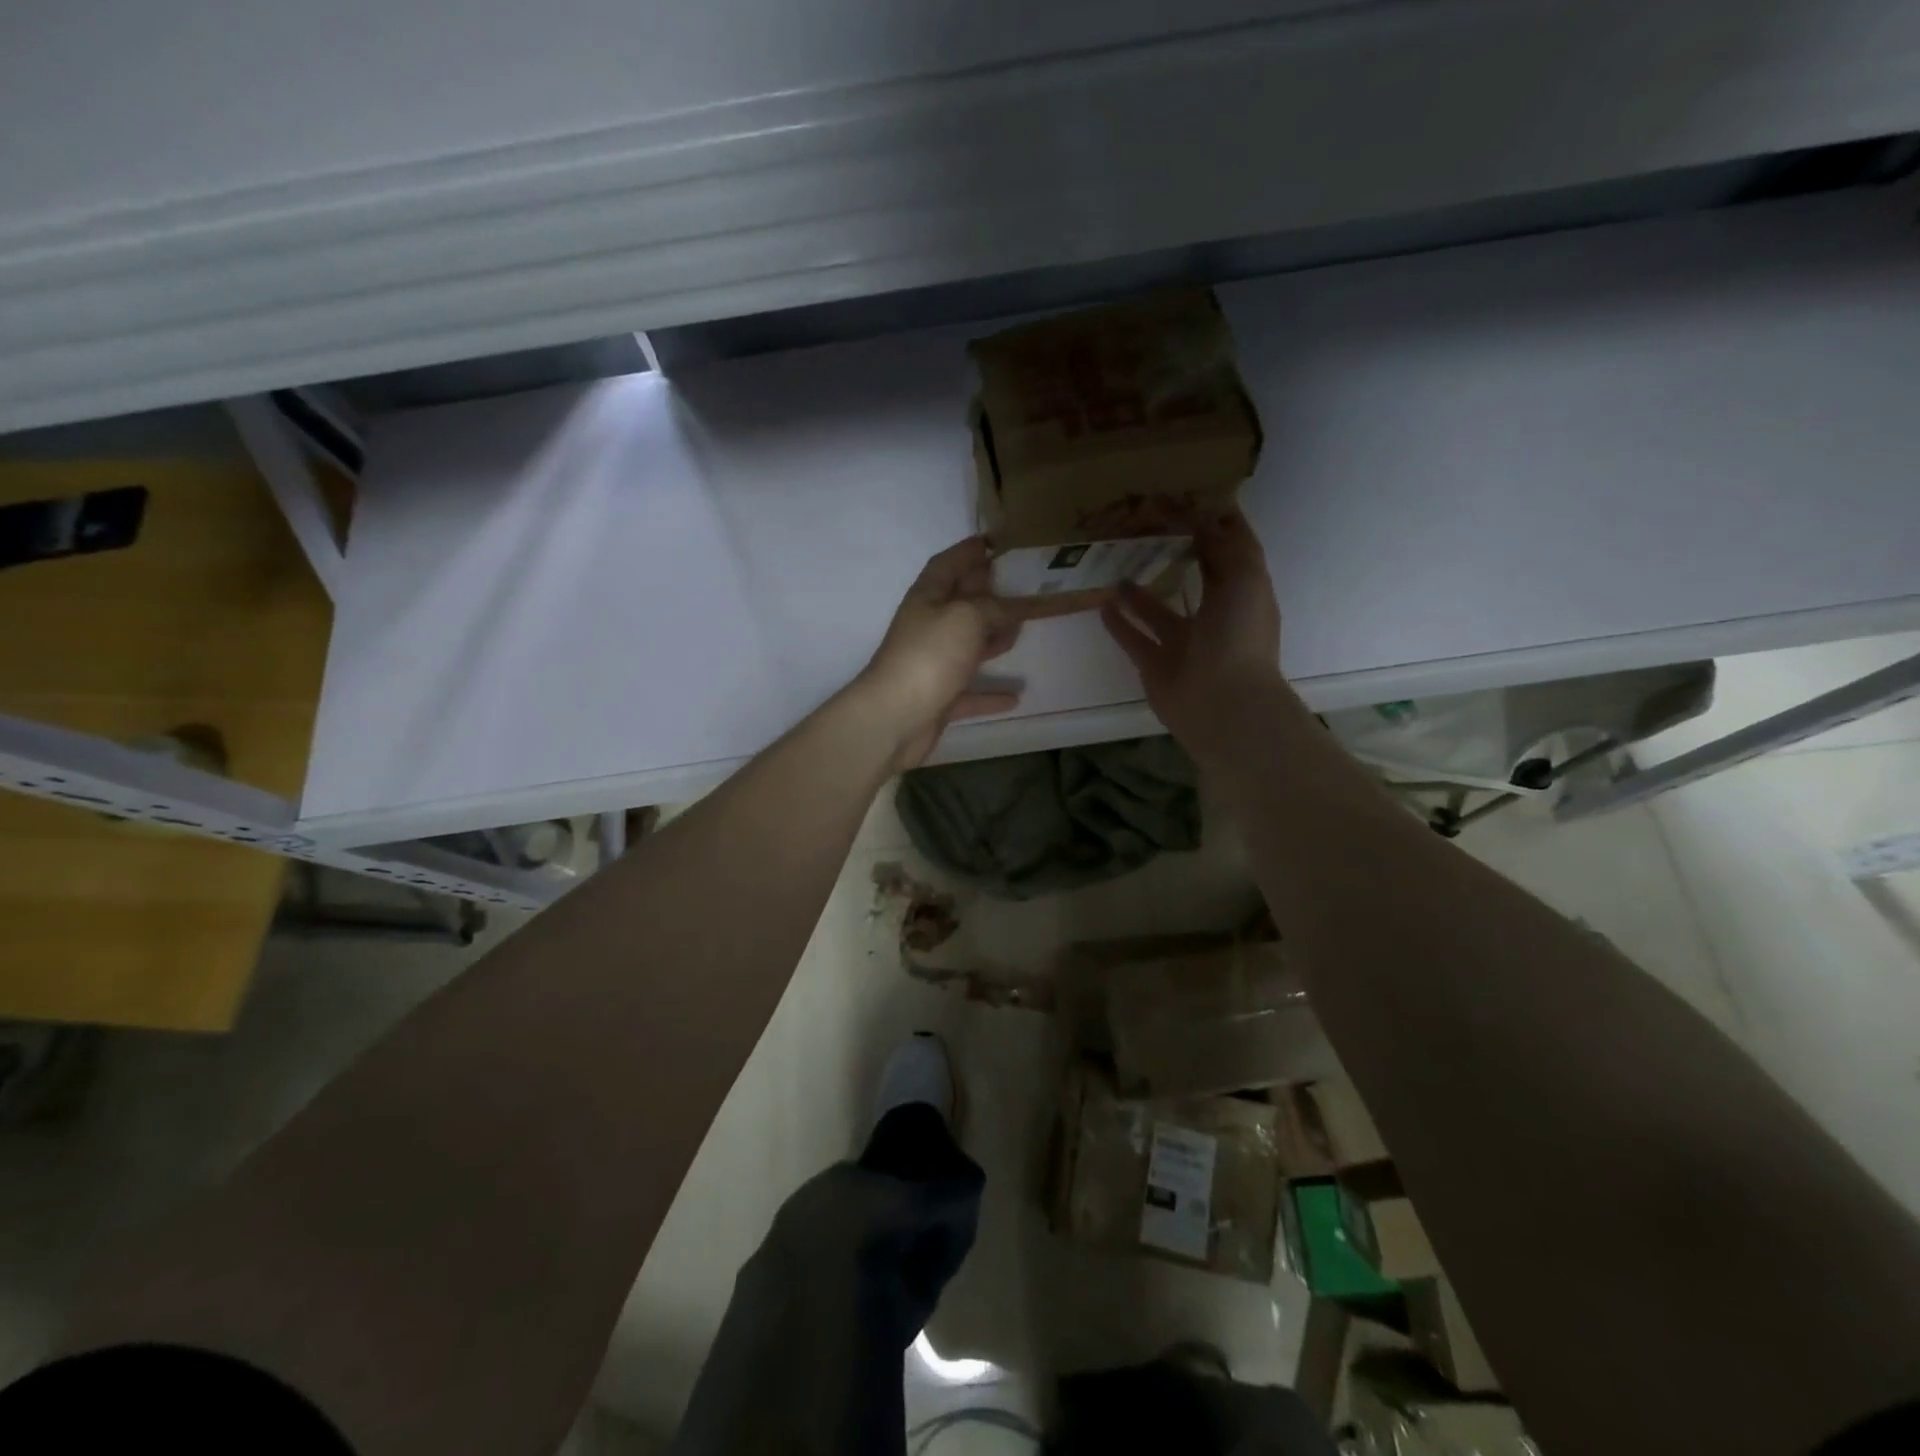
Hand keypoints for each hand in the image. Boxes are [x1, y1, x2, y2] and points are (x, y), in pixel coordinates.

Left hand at [858, 537, 1024, 770]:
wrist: (895, 717)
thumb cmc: (929, 655)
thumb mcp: (967, 616)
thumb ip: (994, 607)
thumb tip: (1013, 608)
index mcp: (928, 597)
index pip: (948, 564)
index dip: (967, 551)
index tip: (992, 542)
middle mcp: (928, 627)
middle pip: (960, 604)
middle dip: (987, 593)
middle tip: (1021, 586)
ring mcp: (932, 664)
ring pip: (967, 646)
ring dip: (992, 639)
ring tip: (1021, 631)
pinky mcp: (939, 698)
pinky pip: (970, 692)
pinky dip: (990, 693)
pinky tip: (1015, 697)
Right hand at [1100, 510, 1285, 760]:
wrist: (1223, 703)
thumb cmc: (1239, 637)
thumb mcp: (1245, 579)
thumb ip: (1225, 548)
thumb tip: (1204, 518)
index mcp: (1242, 596)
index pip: (1231, 553)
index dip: (1215, 526)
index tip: (1190, 499)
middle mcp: (1214, 618)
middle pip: (1194, 580)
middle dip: (1176, 554)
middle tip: (1146, 525)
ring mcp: (1183, 644)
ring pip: (1158, 611)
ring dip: (1140, 592)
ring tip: (1117, 564)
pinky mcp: (1155, 665)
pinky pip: (1134, 639)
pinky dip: (1119, 624)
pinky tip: (1102, 603)